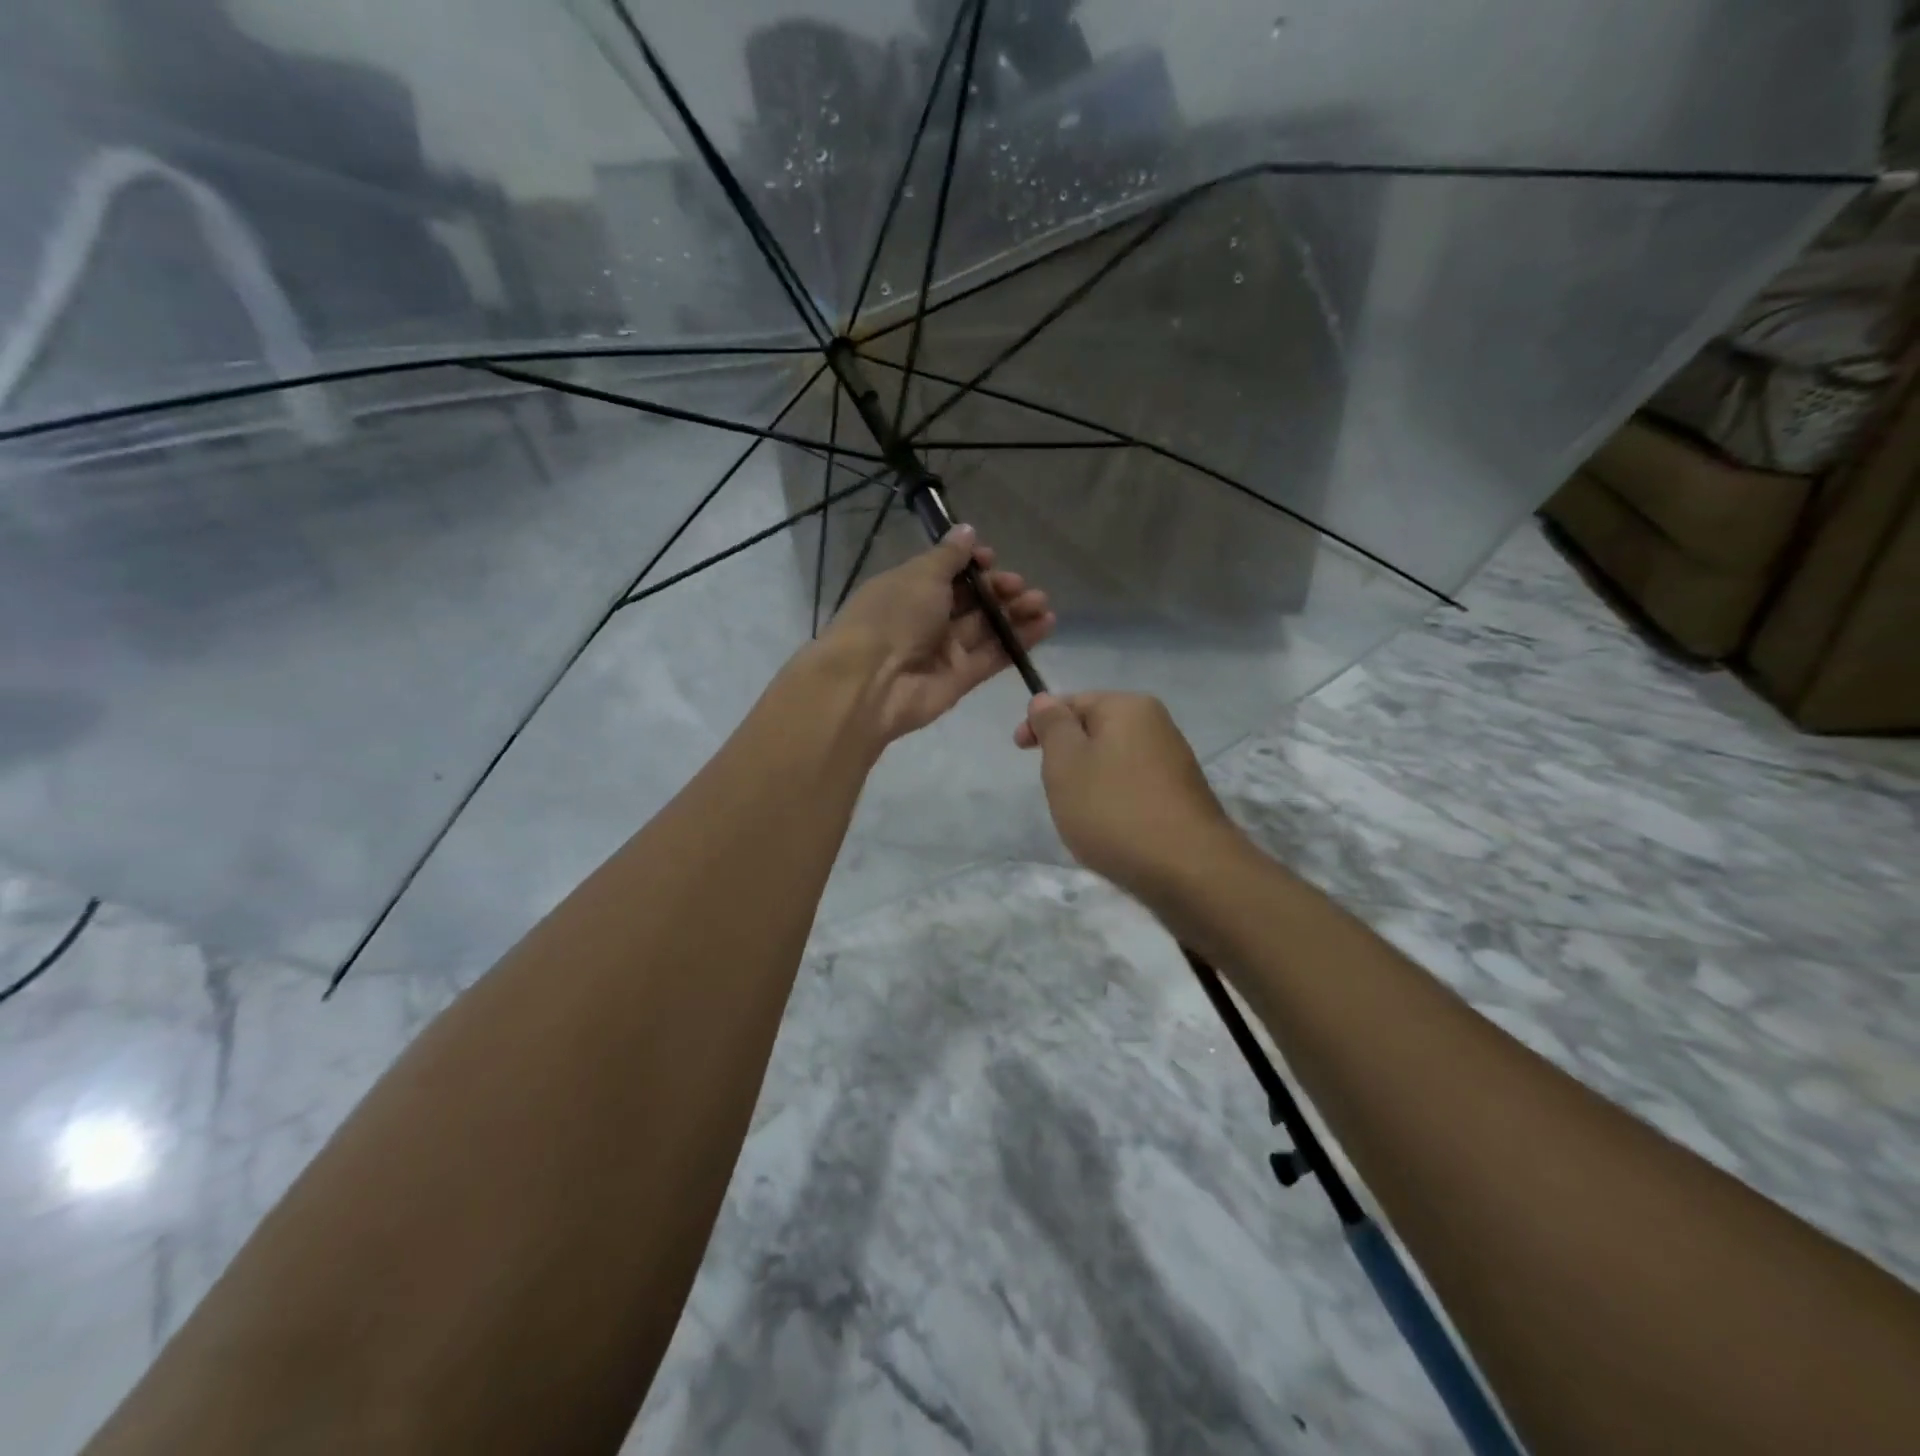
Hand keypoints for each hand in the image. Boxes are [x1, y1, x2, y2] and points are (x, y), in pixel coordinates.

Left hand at [820, 525, 1053, 745]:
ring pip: (986, 628)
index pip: (947, 573)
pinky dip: (1018, 641)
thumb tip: (967, 531)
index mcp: (909, 589)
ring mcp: (944, 651)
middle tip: (1021, 586)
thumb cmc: (892, 616)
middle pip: (971, 601)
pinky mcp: (961, 678)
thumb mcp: (920, 575)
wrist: (870, 683)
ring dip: (1015, 613)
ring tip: (1043, 604)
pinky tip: (1045, 625)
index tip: (991, 559)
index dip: (972, 565)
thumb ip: (949, 556)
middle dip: (1000, 589)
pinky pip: (993, 655)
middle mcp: (926, 619)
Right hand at [1015, 693, 1240, 899]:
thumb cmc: (1114, 809)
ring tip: (1078, 815)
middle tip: (1051, 788)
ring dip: (1089, 782)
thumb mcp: (1065, 762)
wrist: (1188, 870)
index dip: (1041, 722)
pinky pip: (1133, 788)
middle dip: (1067, 755)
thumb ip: (1052, 726)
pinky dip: (1113, 802)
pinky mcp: (1181, 798)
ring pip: (1113, 762)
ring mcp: (1174, 762)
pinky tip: (1108, 831)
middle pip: (1096, 730)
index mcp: (1128, 707)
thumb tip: (1045, 699)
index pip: (1074, 701)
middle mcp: (1157, 725)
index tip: (1019, 750)